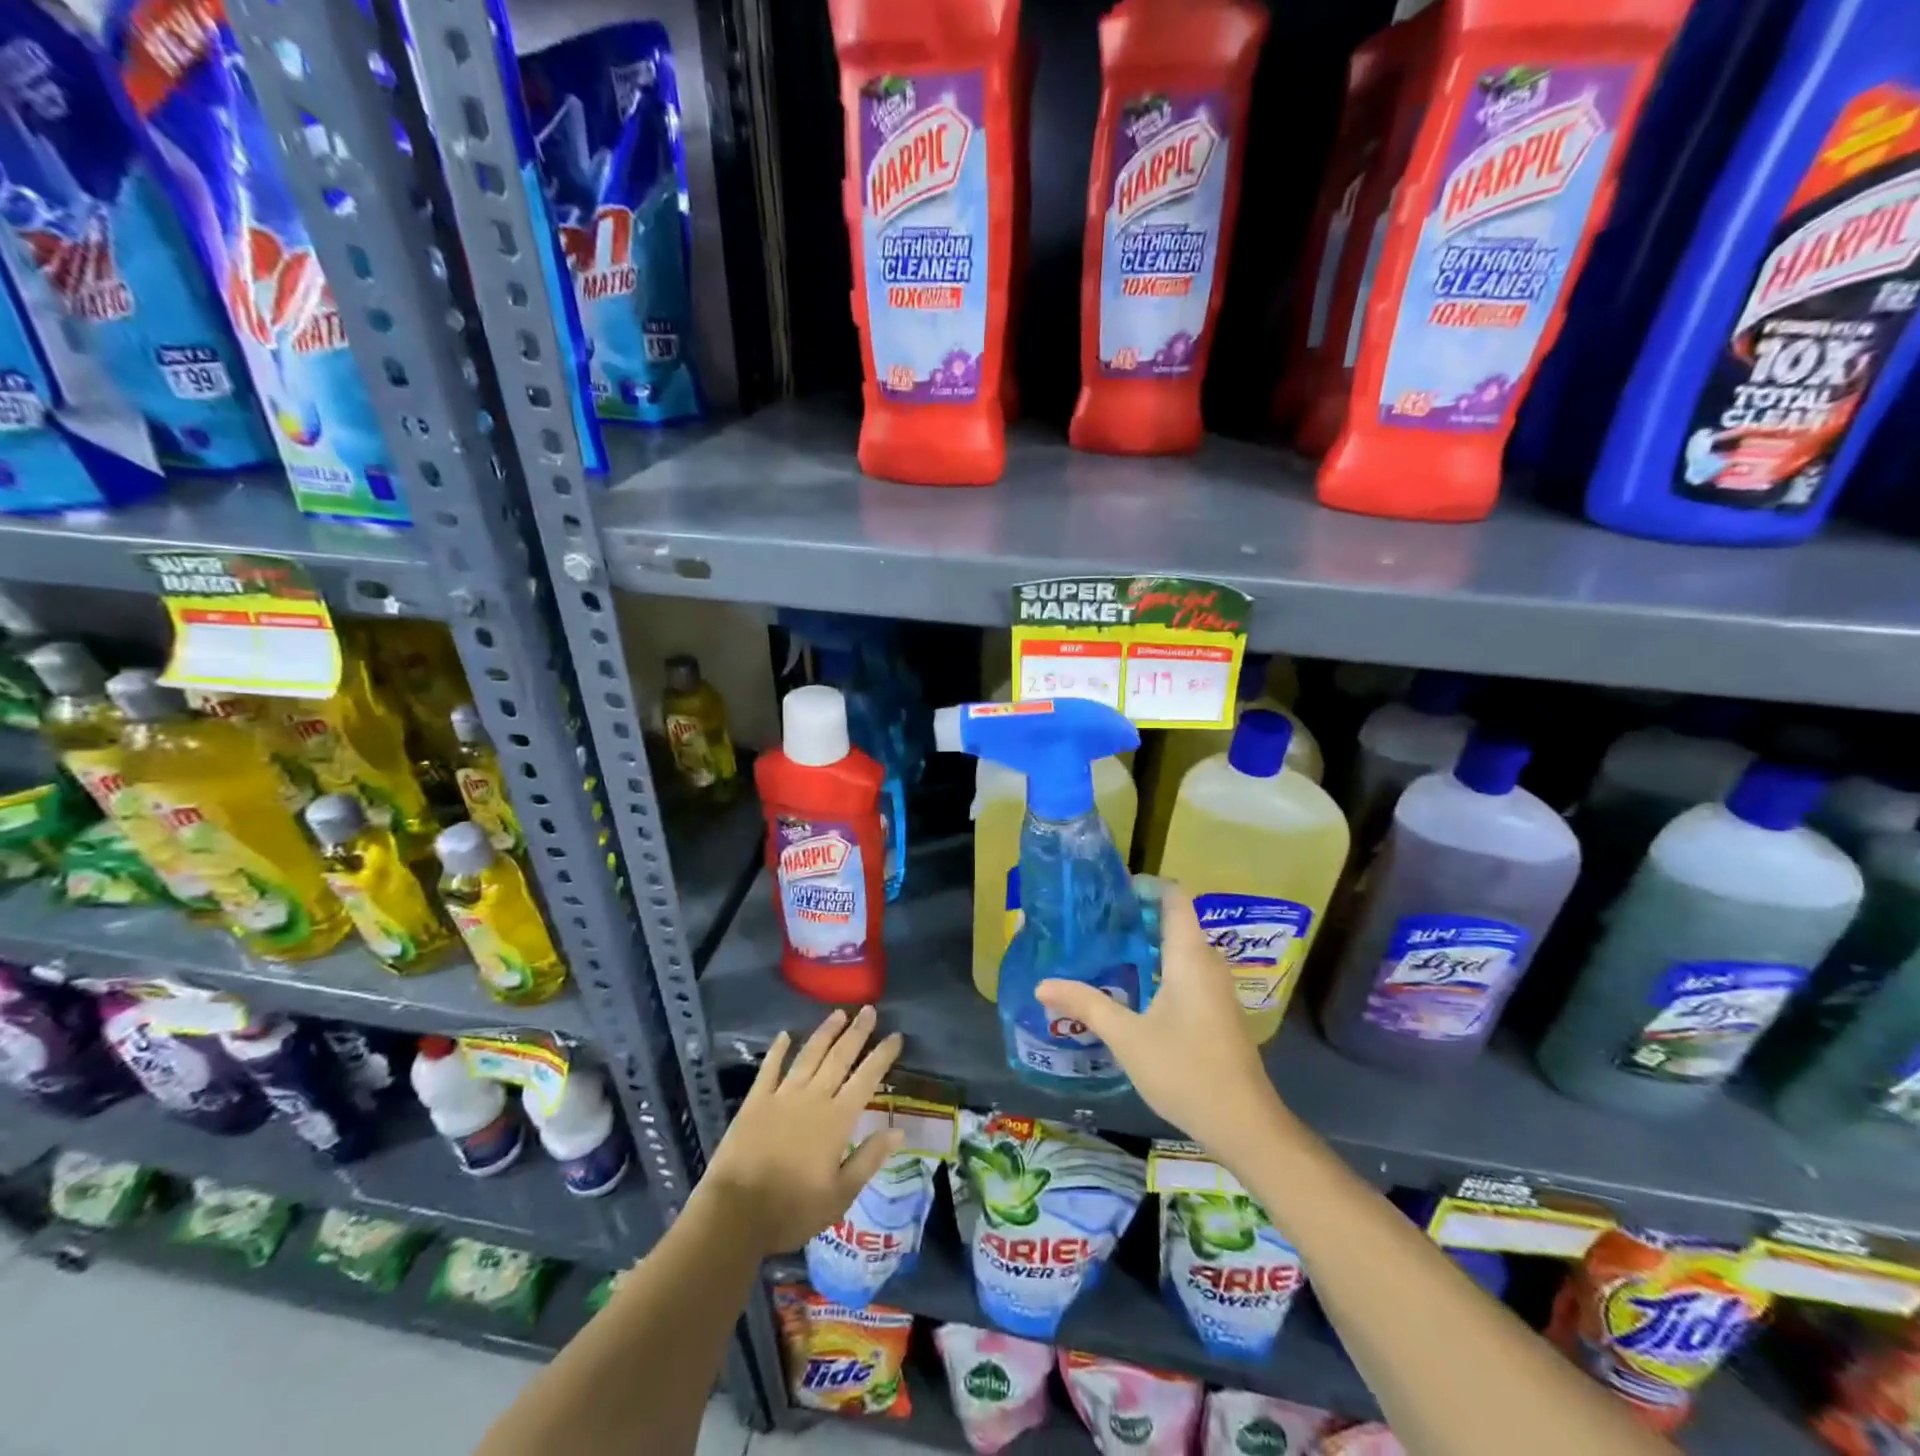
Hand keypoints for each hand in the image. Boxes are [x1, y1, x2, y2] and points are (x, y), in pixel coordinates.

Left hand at [700, 1006, 905, 1253]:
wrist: (734, 1214)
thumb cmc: (792, 1210)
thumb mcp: (839, 1196)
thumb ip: (869, 1159)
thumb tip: (898, 1131)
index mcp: (837, 1120)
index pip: (866, 1079)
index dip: (882, 1056)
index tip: (895, 1036)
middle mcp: (813, 1098)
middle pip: (839, 1057)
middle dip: (857, 1032)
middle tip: (869, 1009)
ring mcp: (782, 1096)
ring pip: (809, 1055)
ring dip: (825, 1032)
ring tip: (839, 1013)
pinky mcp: (755, 1101)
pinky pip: (769, 1068)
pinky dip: (778, 1050)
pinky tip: (784, 1035)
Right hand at [1036, 886, 1286, 1166]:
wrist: (1244, 1124)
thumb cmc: (1185, 1070)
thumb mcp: (1127, 1037)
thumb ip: (1086, 1004)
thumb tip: (1041, 984)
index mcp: (1189, 956)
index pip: (1174, 897)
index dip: (1145, 885)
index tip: (1109, 891)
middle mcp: (1207, 962)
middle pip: (1175, 919)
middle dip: (1137, 914)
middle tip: (1095, 920)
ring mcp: (1216, 987)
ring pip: (1181, 947)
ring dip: (1147, 942)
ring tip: (1105, 947)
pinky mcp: (1216, 1009)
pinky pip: (1186, 969)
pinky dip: (1159, 965)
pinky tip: (1132, 985)